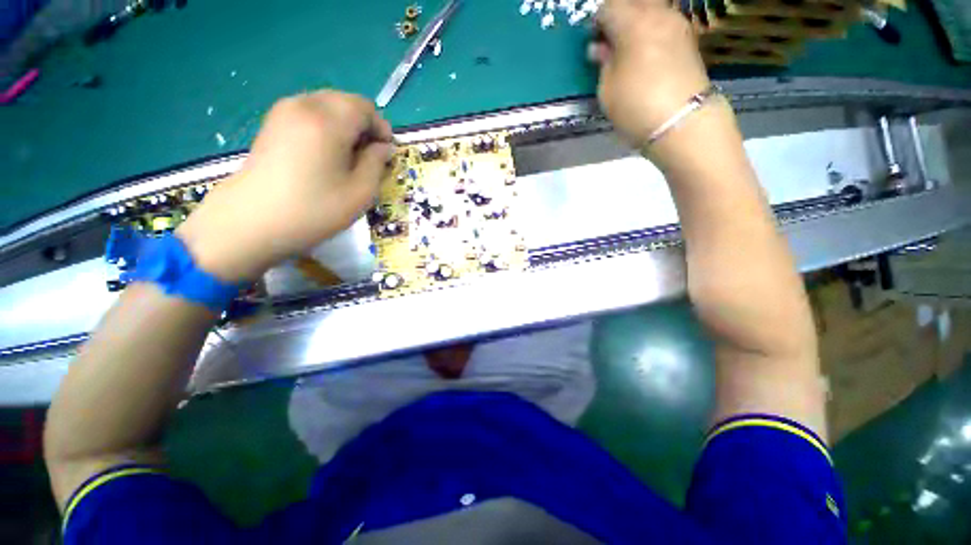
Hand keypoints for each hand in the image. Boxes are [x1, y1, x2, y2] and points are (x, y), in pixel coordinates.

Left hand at [177, 91, 393, 281]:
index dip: (382, 129)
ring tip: (347, 158)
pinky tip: (325, 155)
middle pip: (346, 102)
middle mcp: (305, 105)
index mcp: (328, 121)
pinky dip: (326, 128)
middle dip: (364, 126)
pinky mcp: (272, 123)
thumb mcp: (360, 192)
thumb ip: (377, 163)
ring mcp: (284, 112)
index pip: (366, 108)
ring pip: (327, 106)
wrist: (251, 221)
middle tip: (368, 157)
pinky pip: (309, 114)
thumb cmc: (314, 209)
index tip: (385, 154)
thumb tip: (383, 147)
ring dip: (345, 127)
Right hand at [590, 0, 712, 150]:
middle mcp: (657, 14)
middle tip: (609, 41)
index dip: (596, 23)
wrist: (682, 121)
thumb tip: (600, 48)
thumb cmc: (636, 106)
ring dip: (636, 22)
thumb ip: (603, 63)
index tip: (593, 41)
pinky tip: (646, 52)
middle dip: (618, 16)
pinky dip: (651, 30)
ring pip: (651, 9)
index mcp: (632, 23)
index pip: (608, 8)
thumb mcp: (607, 90)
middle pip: (632, 2)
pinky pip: (664, 23)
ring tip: (628, 48)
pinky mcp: (688, 39)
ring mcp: (677, 24)